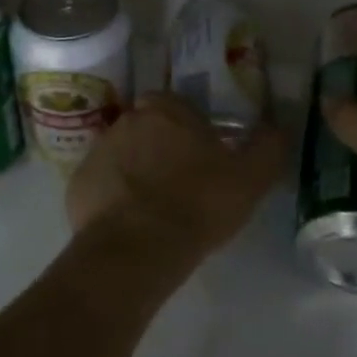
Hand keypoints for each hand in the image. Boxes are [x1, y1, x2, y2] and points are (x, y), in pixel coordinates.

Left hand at [67, 91, 287, 265]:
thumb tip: (277, 127)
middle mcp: (127, 119)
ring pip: (123, 154)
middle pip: (148, 127)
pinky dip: (113, 198)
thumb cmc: (198, 204)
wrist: (136, 250)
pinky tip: (131, 225)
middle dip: (161, 147)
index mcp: (166, 108)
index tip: (202, 156)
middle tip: (180, 183)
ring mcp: (98, 151)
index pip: (177, 106)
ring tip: (155, 209)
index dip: (190, 129)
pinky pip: (102, 185)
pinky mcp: (78, 185)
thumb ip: (269, 146)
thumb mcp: (250, 177)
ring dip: (136, 172)